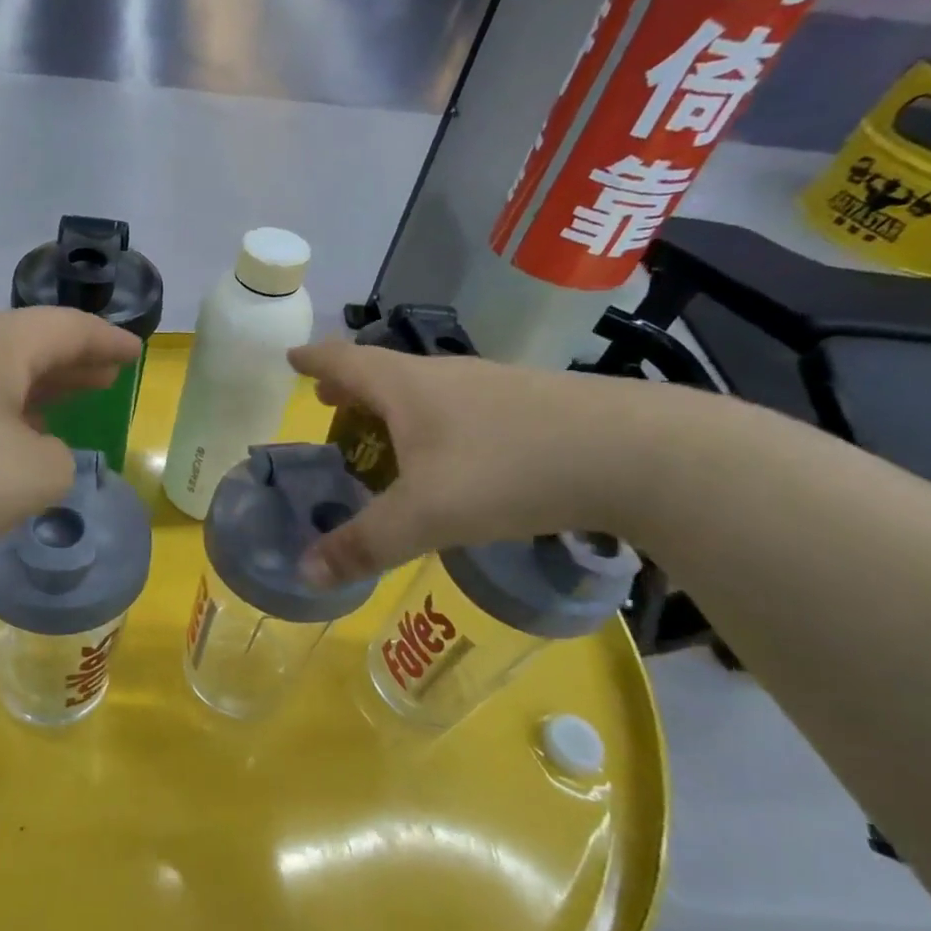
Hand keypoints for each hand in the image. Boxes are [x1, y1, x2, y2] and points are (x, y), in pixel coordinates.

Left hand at [0, 309, 141, 571]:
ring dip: (37, 389)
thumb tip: (44, 457)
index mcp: (0, 344)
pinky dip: (1, 414)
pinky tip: (4, 442)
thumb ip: (61, 464)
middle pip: (31, 345)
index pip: (69, 328)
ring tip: (65, 406)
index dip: (109, 341)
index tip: (135, 352)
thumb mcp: (30, 477)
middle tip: (106, 375)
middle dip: (74, 362)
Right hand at [289, 340, 682, 584]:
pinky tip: (454, 455)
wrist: (639, 454)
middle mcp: (448, 376)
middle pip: (385, 372)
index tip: (291, 358)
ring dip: (395, 406)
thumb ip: (363, 545)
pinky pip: (465, 407)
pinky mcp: (536, 405)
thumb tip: (303, 573)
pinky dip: (437, 422)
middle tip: (329, 404)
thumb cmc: (509, 471)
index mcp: (409, 387)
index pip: (346, 361)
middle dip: (351, 387)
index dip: (314, 360)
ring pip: (428, 389)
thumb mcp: (426, 516)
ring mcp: (496, 387)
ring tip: (384, 433)